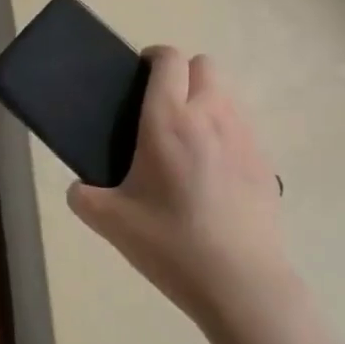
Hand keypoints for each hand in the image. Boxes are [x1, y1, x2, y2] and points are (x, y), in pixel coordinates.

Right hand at [69, 47, 288, 330]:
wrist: (242, 286)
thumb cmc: (171, 244)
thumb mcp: (111, 222)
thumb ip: (84, 197)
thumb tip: (79, 189)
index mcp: (168, 120)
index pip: (169, 59)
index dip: (153, 57)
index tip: (138, 76)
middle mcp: (210, 117)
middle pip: (204, 64)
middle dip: (183, 73)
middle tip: (161, 107)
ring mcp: (243, 138)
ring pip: (227, 93)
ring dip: (206, 99)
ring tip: (187, 138)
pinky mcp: (265, 163)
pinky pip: (243, 126)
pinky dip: (226, 130)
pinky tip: (212, 170)